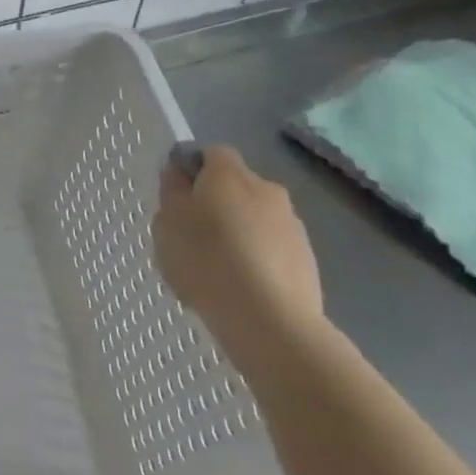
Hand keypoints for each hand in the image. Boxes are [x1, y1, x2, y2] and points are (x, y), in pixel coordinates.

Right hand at [153, 145, 322, 358]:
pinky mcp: (307, 259)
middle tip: (192, 236)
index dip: (192, 171)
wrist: (269, 320)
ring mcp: (292, 225)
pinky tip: (241, 288)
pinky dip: (258, 259)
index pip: (210, 154)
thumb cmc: (206, 261)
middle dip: (217, 204)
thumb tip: (179, 174)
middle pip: (236, 187)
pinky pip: (272, 248)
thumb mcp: (167, 223)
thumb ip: (172, 192)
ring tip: (217, 269)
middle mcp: (267, 189)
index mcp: (230, 173)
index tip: (177, 199)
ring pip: (256, 218)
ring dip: (239, 232)